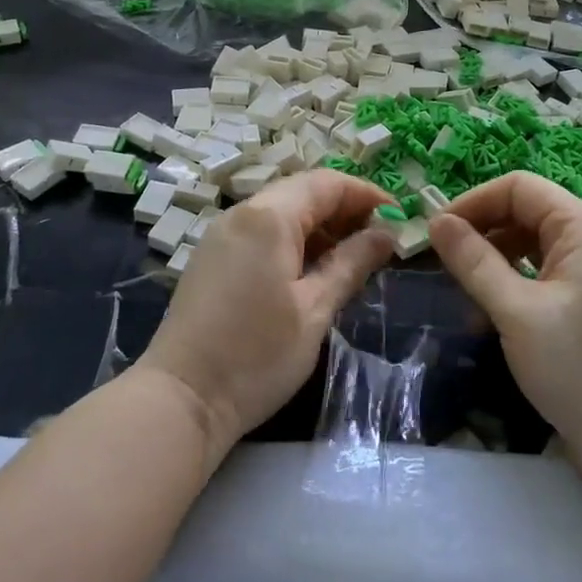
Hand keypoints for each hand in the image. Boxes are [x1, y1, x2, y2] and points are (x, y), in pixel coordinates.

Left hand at [140, 170, 393, 456]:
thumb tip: (386, 233)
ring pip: (280, 213)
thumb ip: (352, 263)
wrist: (182, 398)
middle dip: (344, 210)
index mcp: (268, 217)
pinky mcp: (212, 258)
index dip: (366, 194)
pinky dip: (293, 241)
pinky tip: (312, 271)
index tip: (399, 218)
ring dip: (320, 227)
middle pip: (302, 193)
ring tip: (353, 258)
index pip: (326, 183)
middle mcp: (241, 214)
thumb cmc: (257, 354)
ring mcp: (221, 235)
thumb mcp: (315, 310)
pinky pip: (261, 233)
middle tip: (380, 241)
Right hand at [428, 172, 581, 472]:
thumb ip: (474, 261)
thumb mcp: (516, 312)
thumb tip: (436, 221)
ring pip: (531, 243)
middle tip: (442, 261)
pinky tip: (489, 309)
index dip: (473, 201)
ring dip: (493, 257)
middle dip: (481, 229)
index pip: (518, 187)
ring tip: (462, 288)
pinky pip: (543, 271)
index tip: (435, 232)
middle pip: (525, 211)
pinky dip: (512, 281)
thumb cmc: (580, 367)